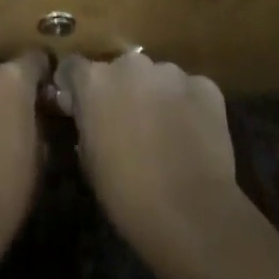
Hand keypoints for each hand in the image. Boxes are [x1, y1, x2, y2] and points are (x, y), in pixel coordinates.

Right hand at [57, 52, 242, 278]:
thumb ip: (86, 126)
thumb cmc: (128, 195)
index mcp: (95, 81)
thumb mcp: (89, 162)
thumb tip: (88, 116)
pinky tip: (192, 137)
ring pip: (157, 78)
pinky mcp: (205, 86)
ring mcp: (171, 72)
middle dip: (121, 91)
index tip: (79, 105)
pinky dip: (188, 106)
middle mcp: (131, 65)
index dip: (75, 86)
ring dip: (156, 97)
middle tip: (128, 124)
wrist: (191, 214)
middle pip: (120, 70)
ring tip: (165, 133)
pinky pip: (190, 91)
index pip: (74, 67)